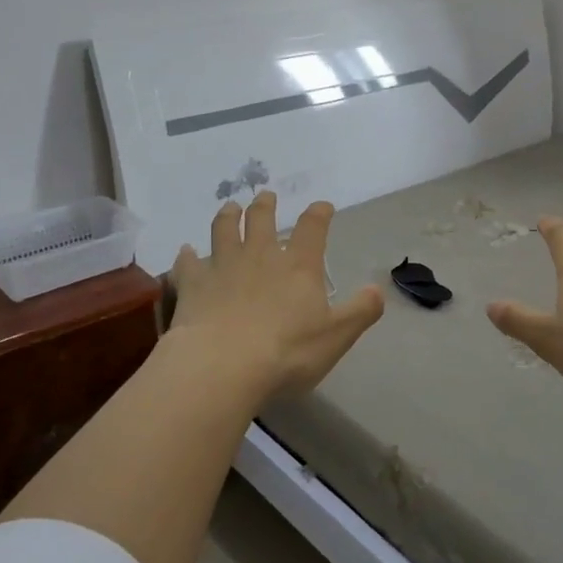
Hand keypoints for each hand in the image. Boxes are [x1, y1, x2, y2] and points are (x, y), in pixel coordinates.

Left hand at [168, 192, 383, 407]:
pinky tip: (184, 251)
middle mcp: (260, 256)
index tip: (323, 206)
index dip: (319, 214)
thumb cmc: (286, 352)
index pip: (313, 228)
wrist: (222, 366)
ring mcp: (223, 267)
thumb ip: (360, 311)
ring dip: (227, 216)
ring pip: (223, 230)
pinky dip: (186, 256)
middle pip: (262, 219)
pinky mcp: (193, 284)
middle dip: (266, 205)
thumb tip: (377, 290)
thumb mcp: (336, 336)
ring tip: (230, 207)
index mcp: (298, 266)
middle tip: (266, 196)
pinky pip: (188, 263)